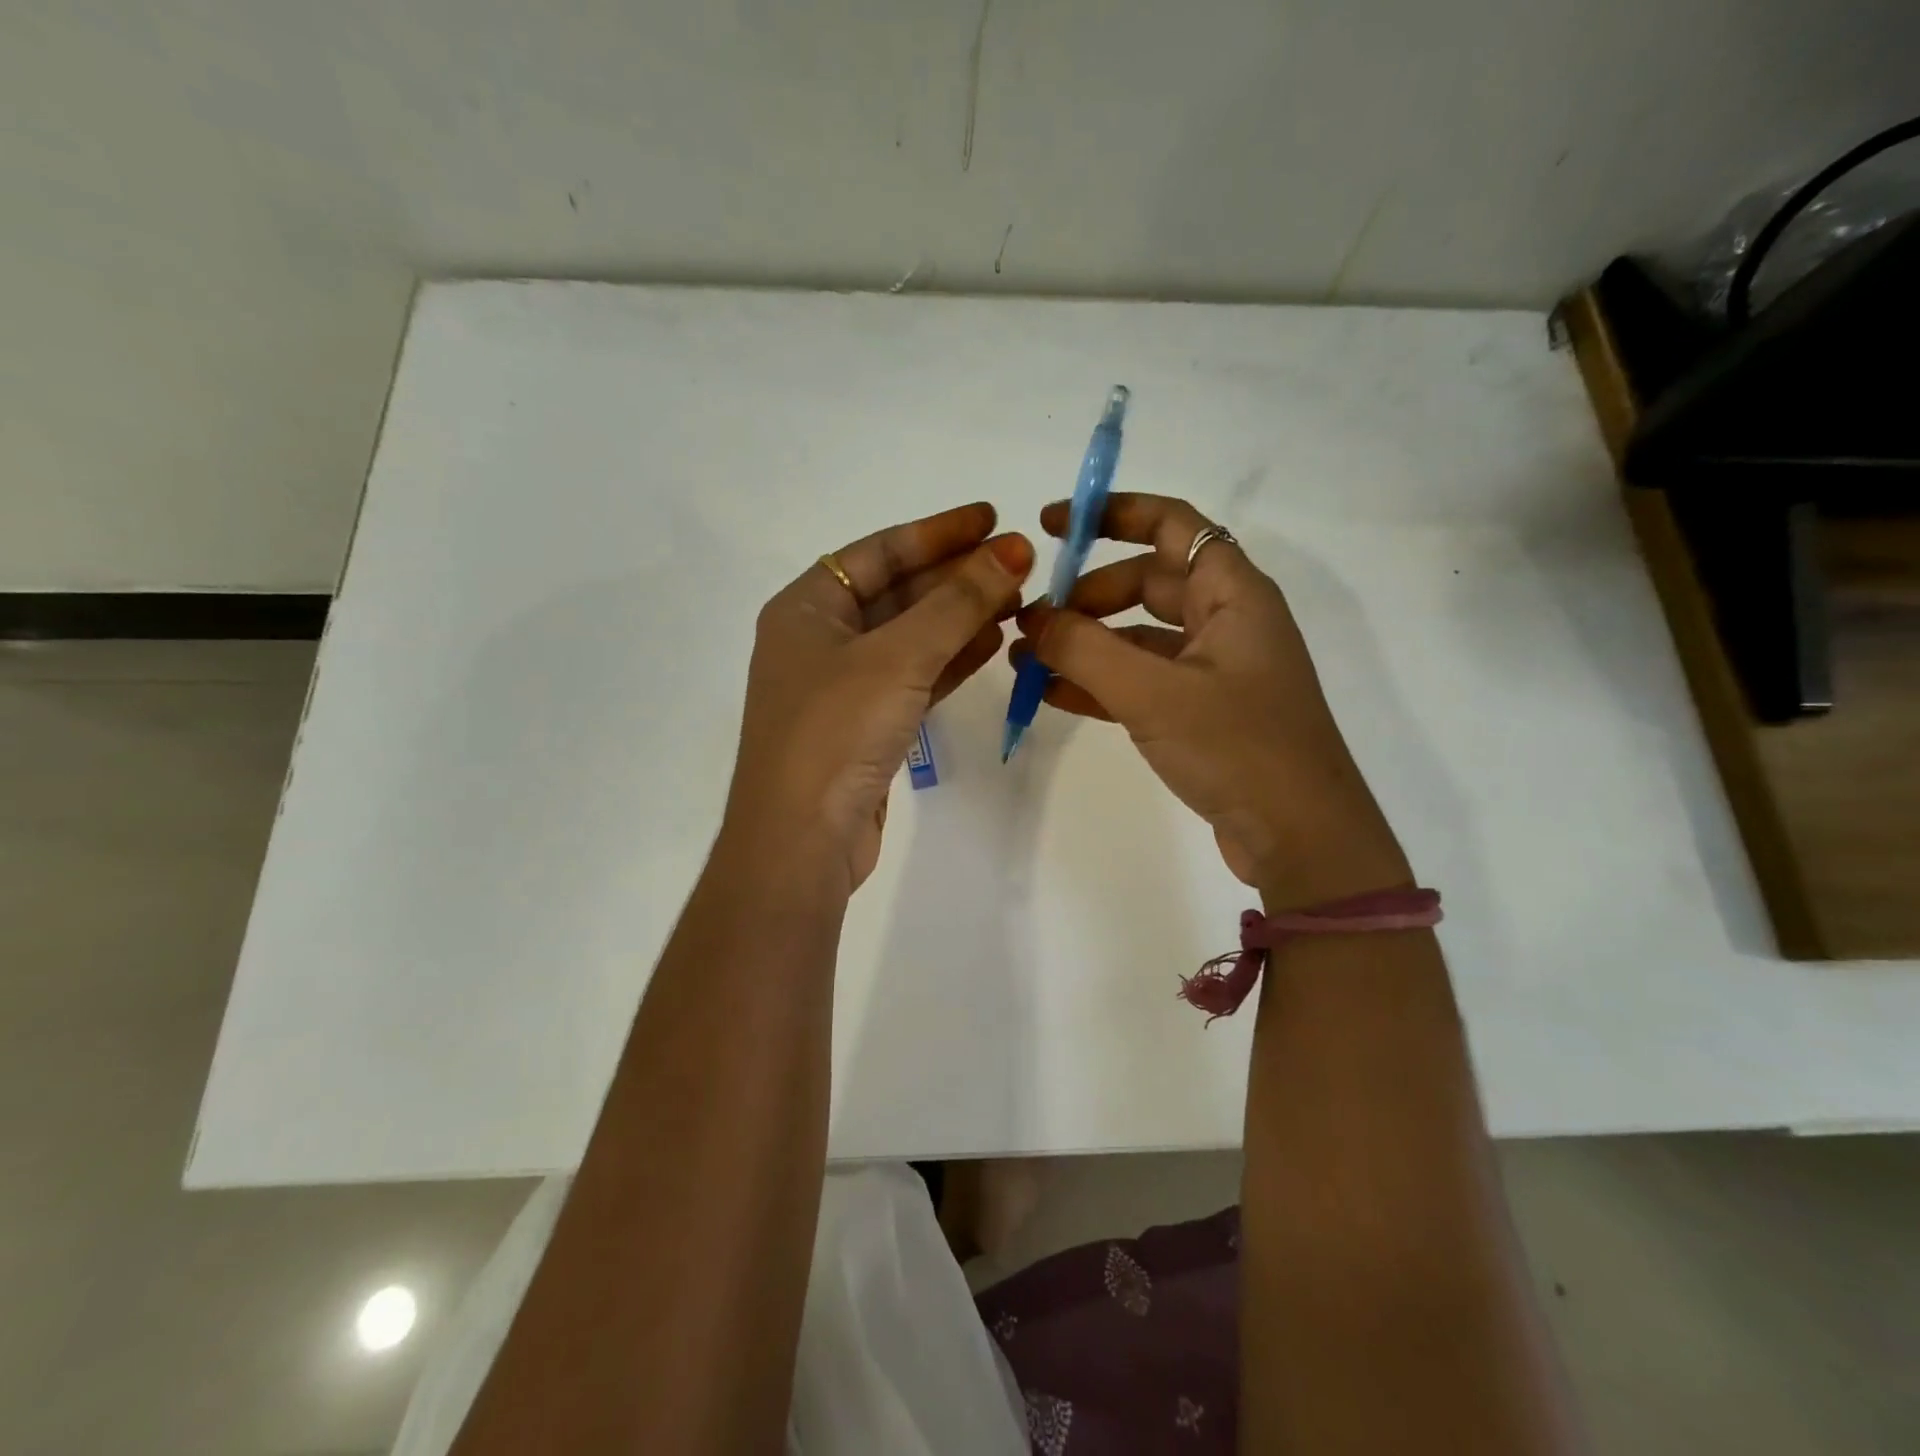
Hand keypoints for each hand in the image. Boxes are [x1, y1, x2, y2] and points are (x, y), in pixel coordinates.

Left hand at [725, 503, 1033, 894]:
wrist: (801, 841)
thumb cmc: (835, 732)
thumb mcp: (897, 657)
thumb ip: (957, 603)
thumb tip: (1012, 551)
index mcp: (807, 607)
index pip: (879, 551)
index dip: (937, 532)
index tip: (991, 518)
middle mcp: (821, 639)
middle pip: (899, 592)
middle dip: (957, 577)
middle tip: (1020, 563)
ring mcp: (843, 686)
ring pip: (912, 637)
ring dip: (962, 618)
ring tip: (1019, 601)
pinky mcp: (867, 726)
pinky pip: (915, 678)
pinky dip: (952, 660)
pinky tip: (994, 643)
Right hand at [1011, 493, 1406, 903]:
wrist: (1301, 839)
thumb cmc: (1237, 748)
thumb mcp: (1153, 693)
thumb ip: (1084, 650)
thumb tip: (1031, 619)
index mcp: (1232, 594)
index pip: (1171, 524)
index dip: (1112, 514)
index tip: (1053, 526)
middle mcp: (1226, 621)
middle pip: (1147, 581)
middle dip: (1086, 595)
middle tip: (1032, 619)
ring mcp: (1215, 670)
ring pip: (1139, 636)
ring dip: (1085, 643)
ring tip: (1025, 659)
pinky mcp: (1204, 713)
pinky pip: (1142, 681)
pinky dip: (1100, 683)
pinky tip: (1052, 695)